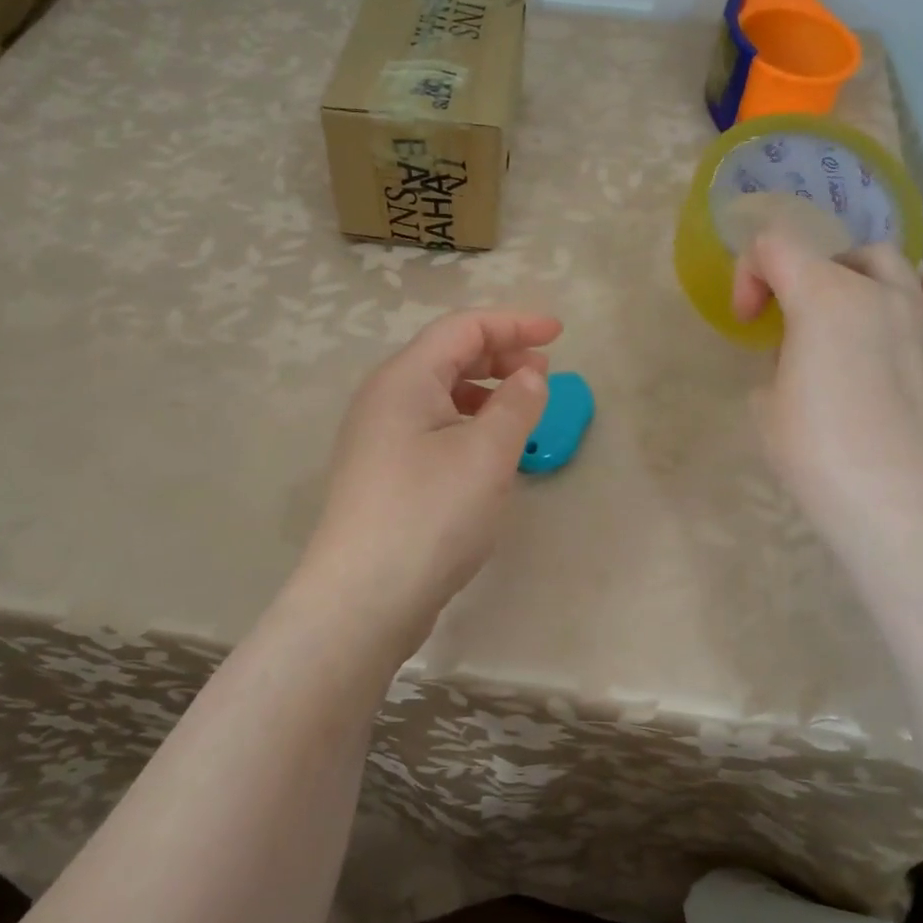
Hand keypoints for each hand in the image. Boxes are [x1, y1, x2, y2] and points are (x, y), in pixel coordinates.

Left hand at [294, 308, 560, 660]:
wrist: (362, 599)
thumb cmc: (430, 514)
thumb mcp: (487, 454)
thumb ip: (517, 404)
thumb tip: (530, 375)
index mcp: (405, 379)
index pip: (463, 329)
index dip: (515, 323)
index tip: (559, 333)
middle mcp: (385, 399)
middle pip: (448, 356)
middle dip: (500, 355)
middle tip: (545, 373)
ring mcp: (379, 438)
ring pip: (440, 394)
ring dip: (486, 391)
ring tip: (523, 410)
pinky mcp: (383, 474)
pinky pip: (432, 428)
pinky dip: (468, 424)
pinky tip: (490, 451)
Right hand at [732, 226, 922, 543]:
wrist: (894, 500)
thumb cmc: (815, 451)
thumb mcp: (766, 404)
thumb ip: (779, 364)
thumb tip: (803, 361)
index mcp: (821, 297)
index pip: (773, 248)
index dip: (749, 276)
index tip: (748, 322)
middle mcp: (876, 291)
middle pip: (831, 255)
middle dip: (799, 280)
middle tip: (787, 327)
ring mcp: (922, 315)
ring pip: (889, 262)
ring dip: (856, 276)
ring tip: (844, 311)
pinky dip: (922, 290)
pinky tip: (908, 311)